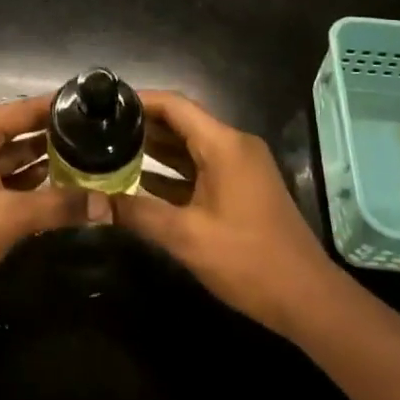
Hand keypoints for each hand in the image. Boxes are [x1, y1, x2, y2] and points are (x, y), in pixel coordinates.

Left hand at [0, 97, 84, 315]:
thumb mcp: (9, 218)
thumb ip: (59, 206)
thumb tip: (107, 205)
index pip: (24, 110)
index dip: (58, 108)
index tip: (95, 107)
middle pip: (21, 132)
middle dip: (57, 137)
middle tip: (100, 136)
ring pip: (14, 157)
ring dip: (46, 162)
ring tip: (90, 160)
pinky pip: (6, 179)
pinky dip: (30, 183)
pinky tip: (62, 188)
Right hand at [112, 90, 341, 337]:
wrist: (306, 298)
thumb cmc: (247, 260)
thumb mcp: (186, 237)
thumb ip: (138, 213)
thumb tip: (93, 203)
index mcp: (224, 145)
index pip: (175, 105)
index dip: (139, 100)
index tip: (105, 104)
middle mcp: (234, 145)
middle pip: (182, 122)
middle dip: (143, 125)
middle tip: (101, 130)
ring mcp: (241, 166)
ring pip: (191, 145)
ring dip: (156, 148)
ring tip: (112, 150)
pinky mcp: (242, 187)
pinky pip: (202, 166)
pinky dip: (174, 170)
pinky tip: (141, 181)